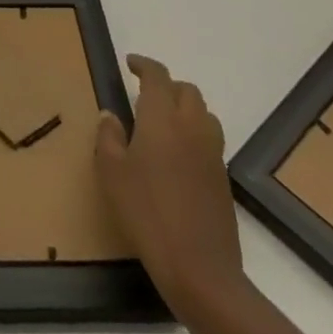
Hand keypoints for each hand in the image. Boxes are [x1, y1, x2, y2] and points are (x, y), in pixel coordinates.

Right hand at [96, 54, 245, 303]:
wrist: (200, 269)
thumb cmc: (147, 213)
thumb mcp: (112, 174)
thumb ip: (108, 137)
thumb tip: (110, 115)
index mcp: (162, 117)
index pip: (157, 76)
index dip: (144, 65)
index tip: (130, 64)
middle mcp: (191, 126)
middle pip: (186, 90)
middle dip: (167, 86)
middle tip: (146, 96)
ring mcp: (212, 152)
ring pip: (204, 113)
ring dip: (185, 108)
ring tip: (165, 124)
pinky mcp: (223, 178)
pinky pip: (210, 140)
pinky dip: (195, 135)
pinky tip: (179, 158)